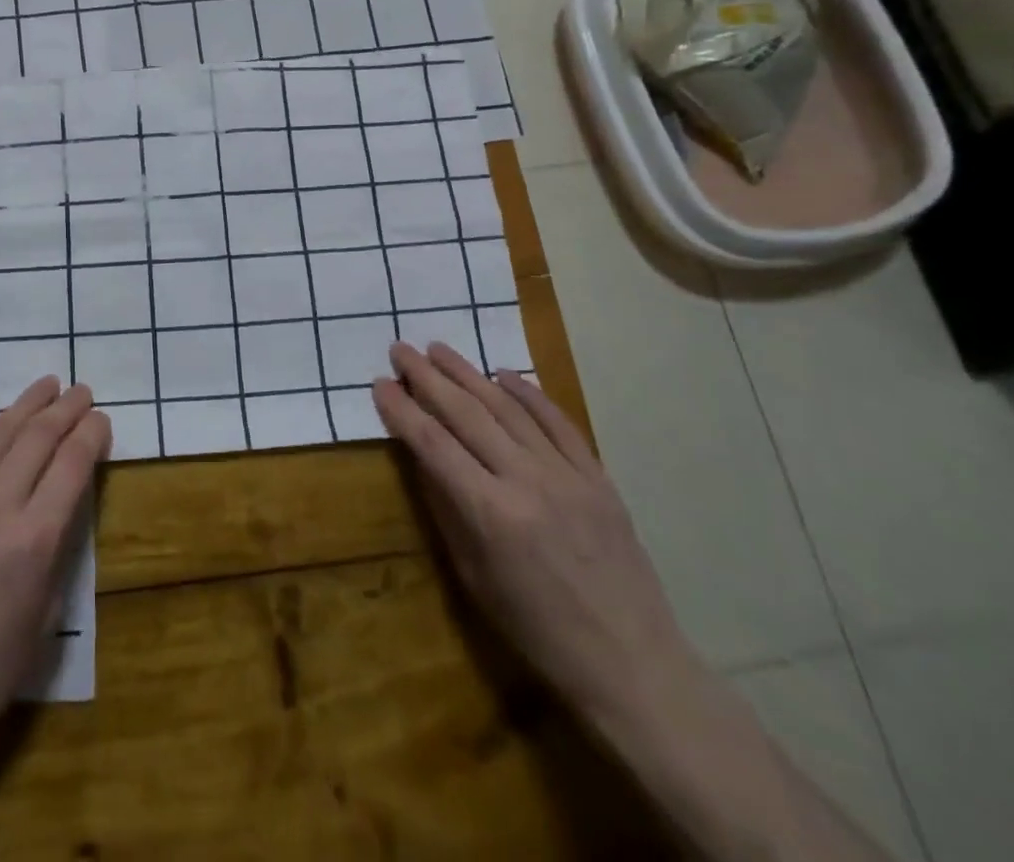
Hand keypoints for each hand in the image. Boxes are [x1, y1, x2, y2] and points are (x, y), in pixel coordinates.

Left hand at [0, 376, 109, 774]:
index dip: (91, 434)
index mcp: (31, 542)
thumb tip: (63, 502)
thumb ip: (56, 548)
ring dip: (27, 405)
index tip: (102, 419)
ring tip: (48, 385)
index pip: (71, 465)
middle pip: (37, 438)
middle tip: (82, 391)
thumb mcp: (43, 615)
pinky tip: (1, 423)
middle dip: (65, 409)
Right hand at [371, 343, 700, 726]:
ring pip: (508, 409)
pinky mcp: (597, 477)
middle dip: (428, 378)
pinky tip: (504, 375)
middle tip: (401, 350)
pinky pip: (558, 423)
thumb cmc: (538, 631)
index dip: (402, 410)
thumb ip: (445, 508)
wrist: (633, 663)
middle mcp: (526, 482)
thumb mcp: (474, 577)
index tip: (380, 383)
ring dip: (470, 374)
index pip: (433, 444)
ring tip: (440, 349)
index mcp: (490, 513)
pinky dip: (529, 394)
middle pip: (466, 414)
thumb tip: (420, 455)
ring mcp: (567, 475)